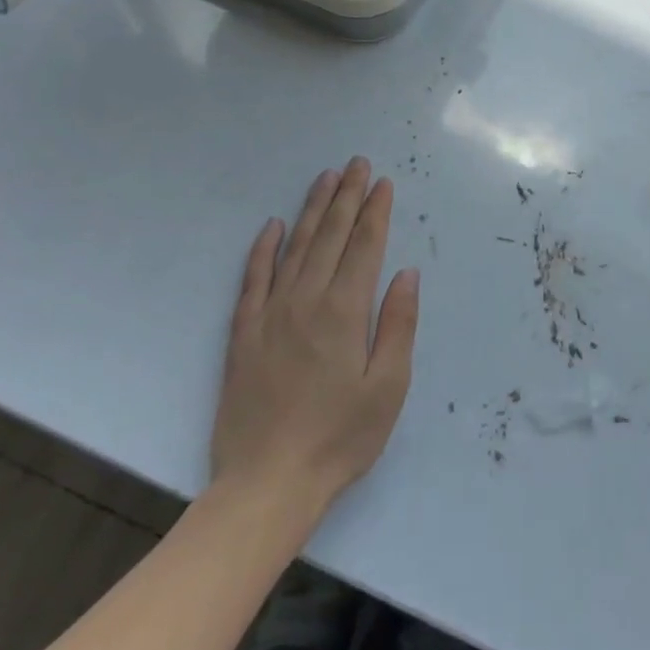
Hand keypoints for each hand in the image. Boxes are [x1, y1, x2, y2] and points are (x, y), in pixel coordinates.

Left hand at [211, 158, 419, 515]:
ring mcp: (270, 314)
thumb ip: (398, 325)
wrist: (266, 485)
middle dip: (348, 196)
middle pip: (331, 236)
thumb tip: (405, 273)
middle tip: (357, 163)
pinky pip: (253, 278)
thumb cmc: (339, 439)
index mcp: (345, 312)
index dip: (375, 212)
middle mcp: (306, 301)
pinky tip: (272, 226)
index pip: (364, 247)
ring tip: (326, 178)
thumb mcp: (388, 388)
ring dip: (313, 209)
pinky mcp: (243, 334)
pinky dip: (263, 248)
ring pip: (295, 247)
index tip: (383, 183)